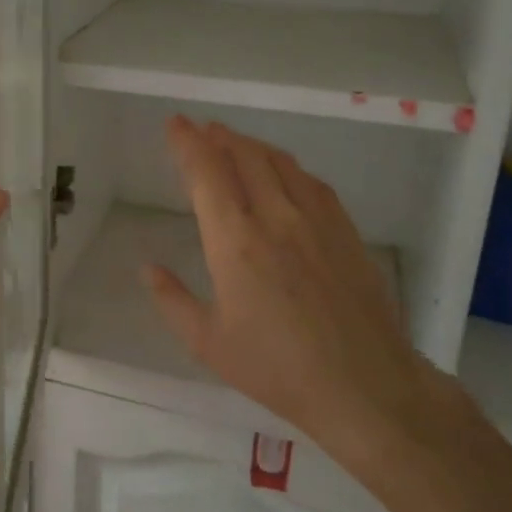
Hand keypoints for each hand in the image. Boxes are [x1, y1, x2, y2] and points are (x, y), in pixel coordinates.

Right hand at [142, 116, 433, 465]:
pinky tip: (285, 173)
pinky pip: (313, 183)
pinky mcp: (346, 232)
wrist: (364, 387)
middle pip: (245, 156)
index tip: (175, 124)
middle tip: (202, 129)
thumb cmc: (276, 368)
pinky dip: (288, 167)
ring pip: (280, 163)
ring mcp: (316, 221)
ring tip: (235, 142)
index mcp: (235, 241)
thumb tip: (148, 269)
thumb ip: (173, 300)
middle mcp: (275, 218)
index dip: (187, 143)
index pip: (207, 173)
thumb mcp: (208, 343)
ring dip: (252, 145)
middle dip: (219, 136)